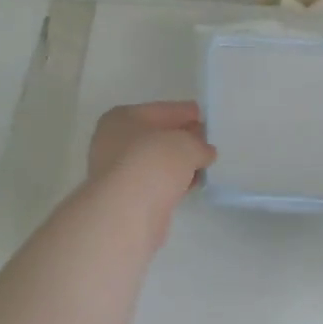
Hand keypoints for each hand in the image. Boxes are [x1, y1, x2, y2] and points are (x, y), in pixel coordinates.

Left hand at [86, 101, 215, 220]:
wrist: (127, 212)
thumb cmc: (153, 163)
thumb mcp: (187, 144)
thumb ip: (199, 144)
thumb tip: (203, 152)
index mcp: (122, 118)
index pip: (162, 110)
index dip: (186, 112)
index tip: (205, 117)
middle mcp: (114, 141)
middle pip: (157, 136)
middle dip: (182, 139)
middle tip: (208, 142)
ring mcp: (118, 171)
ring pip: (156, 161)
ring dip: (178, 163)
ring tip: (205, 165)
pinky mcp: (126, 197)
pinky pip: (156, 182)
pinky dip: (172, 182)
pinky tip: (191, 185)